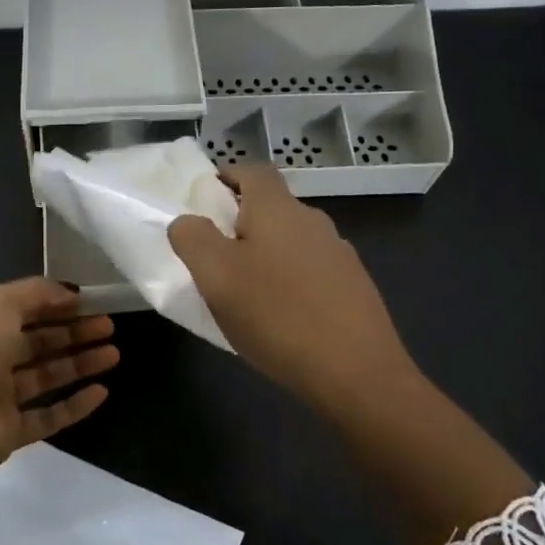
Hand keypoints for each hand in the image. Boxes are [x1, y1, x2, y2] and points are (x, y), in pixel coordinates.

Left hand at [0, 278, 118, 530]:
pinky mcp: (10, 432)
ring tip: (114, 354)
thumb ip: (36, 293)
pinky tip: (102, 392)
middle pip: (37, 342)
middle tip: (109, 326)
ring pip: (46, 376)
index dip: (55, 304)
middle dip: (73, 332)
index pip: (21, 309)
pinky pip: (48, 416)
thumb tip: (69, 293)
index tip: (90, 301)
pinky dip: (75, 405)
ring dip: (80, 364)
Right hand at [167, 163, 415, 422]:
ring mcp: (340, 254)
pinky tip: (281, 316)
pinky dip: (290, 281)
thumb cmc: (276, 316)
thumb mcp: (216, 277)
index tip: (205, 199)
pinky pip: (311, 271)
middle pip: (272, 207)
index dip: (227, 176)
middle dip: (241, 223)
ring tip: (245, 292)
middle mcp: (313, 221)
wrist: (357, 373)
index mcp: (278, 210)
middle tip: (214, 256)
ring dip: (267, 255)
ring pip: (292, 241)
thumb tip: (187, 221)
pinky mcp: (354, 287)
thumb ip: (192, 238)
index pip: (253, 170)